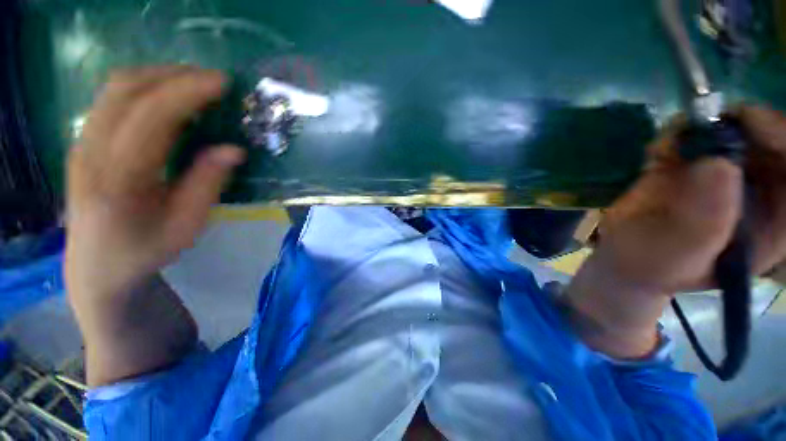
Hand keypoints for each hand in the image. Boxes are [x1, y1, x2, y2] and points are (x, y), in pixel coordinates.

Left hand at [66, 66, 244, 299]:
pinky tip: (167, 97)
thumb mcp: (188, 225)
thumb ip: (208, 183)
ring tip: (194, 84)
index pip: (152, 116)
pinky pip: (112, 98)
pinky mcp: (83, 141)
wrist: (97, 266)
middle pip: (126, 89)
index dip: (188, 92)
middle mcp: (91, 151)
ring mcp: (82, 143)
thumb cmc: (146, 249)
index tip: (222, 83)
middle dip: (174, 75)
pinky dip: (143, 87)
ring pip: (115, 87)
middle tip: (213, 81)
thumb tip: (234, 150)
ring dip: (158, 76)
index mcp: (119, 179)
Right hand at [567, 105, 785, 357]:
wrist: (615, 274)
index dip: (778, 136)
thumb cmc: (636, 275)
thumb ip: (699, 218)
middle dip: (738, 129)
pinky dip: (687, 139)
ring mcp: (734, 188)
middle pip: (774, 147)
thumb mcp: (665, 257)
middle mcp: (764, 206)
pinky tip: (663, 155)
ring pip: (740, 139)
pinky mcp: (703, 178)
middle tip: (693, 132)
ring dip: (705, 135)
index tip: (734, 118)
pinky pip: (710, 142)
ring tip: (666, 153)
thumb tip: (715, 160)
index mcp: (770, 233)